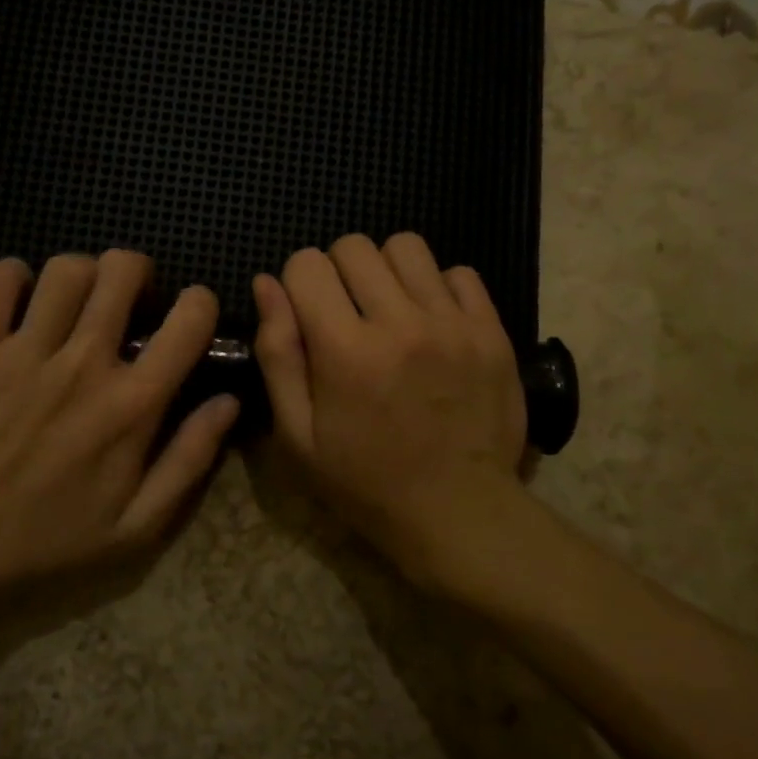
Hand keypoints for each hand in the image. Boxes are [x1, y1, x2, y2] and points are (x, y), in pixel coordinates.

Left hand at [0, 250, 238, 591]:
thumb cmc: (55, 539)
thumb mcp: (141, 524)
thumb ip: (191, 459)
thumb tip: (229, 400)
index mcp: (132, 404)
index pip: (188, 321)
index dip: (200, 302)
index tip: (191, 313)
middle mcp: (84, 364)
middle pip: (121, 271)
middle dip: (136, 271)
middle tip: (129, 297)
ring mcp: (25, 353)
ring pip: (66, 269)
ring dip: (82, 273)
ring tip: (78, 299)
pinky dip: (14, 276)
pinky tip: (23, 297)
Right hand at [253, 232, 527, 587]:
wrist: (459, 513)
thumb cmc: (364, 481)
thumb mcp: (297, 434)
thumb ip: (277, 353)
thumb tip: (266, 284)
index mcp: (345, 350)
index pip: (306, 263)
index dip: (297, 283)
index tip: (306, 314)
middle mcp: (400, 323)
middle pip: (354, 246)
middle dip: (338, 271)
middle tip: (345, 313)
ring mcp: (453, 323)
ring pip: (406, 246)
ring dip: (387, 270)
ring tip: (390, 310)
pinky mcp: (492, 330)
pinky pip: (460, 273)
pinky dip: (438, 288)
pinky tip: (432, 323)